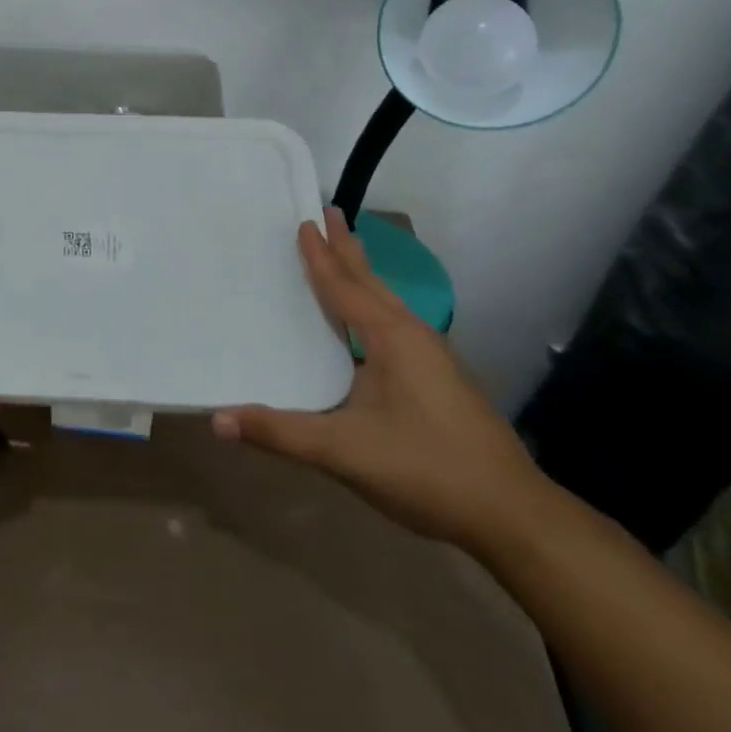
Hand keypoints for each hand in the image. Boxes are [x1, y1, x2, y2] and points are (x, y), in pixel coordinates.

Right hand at [212, 208, 545, 551]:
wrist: (515, 517)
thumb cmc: (426, 470)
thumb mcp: (343, 452)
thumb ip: (279, 432)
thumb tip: (216, 418)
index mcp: (391, 338)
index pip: (343, 288)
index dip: (320, 256)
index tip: (305, 221)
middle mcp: (414, 337)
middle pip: (372, 283)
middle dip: (348, 250)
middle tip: (331, 214)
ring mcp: (434, 359)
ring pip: (389, 304)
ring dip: (364, 276)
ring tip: (349, 254)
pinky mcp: (442, 381)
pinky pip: (398, 325)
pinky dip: (375, 306)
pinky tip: (372, 324)